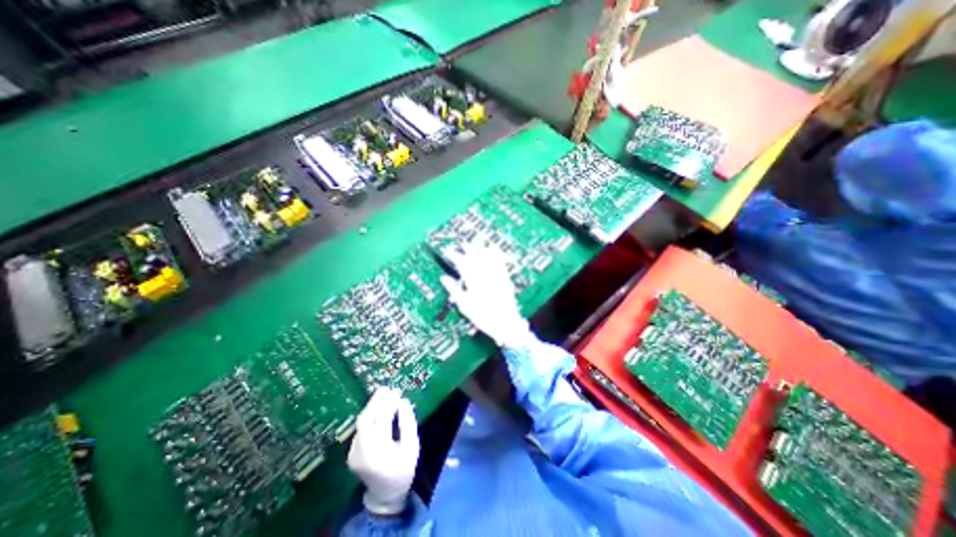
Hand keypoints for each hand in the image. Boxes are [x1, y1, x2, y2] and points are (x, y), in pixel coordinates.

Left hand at [346, 385, 415, 515]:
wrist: (385, 494)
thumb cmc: (403, 469)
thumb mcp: (412, 446)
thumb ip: (408, 423)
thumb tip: (403, 401)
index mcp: (378, 452)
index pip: (381, 421)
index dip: (388, 404)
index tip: (397, 391)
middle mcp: (361, 452)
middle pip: (365, 419)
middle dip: (376, 401)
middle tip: (388, 388)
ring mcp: (353, 453)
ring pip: (361, 422)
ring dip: (372, 406)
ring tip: (384, 394)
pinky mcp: (351, 451)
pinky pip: (361, 428)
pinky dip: (370, 415)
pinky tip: (379, 408)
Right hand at [443, 237, 537, 348]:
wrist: (506, 323)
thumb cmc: (483, 317)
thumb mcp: (464, 305)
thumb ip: (454, 290)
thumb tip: (444, 278)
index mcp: (473, 281)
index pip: (462, 263)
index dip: (454, 256)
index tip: (449, 252)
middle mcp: (485, 275)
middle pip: (476, 256)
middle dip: (468, 249)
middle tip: (463, 245)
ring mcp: (497, 275)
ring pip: (488, 256)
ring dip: (481, 249)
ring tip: (476, 244)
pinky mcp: (505, 278)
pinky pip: (501, 262)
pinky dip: (497, 254)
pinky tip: (494, 249)